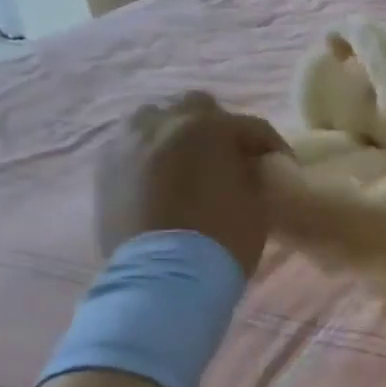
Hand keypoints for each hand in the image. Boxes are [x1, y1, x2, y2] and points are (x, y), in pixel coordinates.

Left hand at [96, 93, 286, 274]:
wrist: (164, 279)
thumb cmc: (222, 238)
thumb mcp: (258, 201)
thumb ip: (252, 171)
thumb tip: (248, 165)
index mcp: (208, 128)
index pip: (250, 126)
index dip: (270, 145)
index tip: (280, 165)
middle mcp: (164, 124)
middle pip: (196, 106)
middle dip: (216, 127)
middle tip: (228, 156)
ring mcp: (128, 144)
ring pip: (155, 118)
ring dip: (175, 132)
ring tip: (187, 161)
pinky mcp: (105, 169)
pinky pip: (131, 145)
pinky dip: (148, 153)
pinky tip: (160, 176)